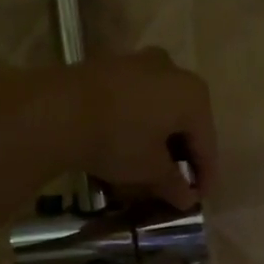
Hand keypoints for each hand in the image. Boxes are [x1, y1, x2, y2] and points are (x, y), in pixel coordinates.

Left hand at [54, 47, 215, 209]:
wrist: (56, 110)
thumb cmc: (118, 140)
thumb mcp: (151, 170)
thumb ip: (174, 184)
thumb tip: (187, 198)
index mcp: (193, 94)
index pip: (207, 143)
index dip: (204, 176)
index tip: (198, 200)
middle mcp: (172, 70)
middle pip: (185, 122)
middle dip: (182, 155)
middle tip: (177, 184)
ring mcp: (139, 63)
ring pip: (160, 109)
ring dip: (160, 139)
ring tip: (152, 167)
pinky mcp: (110, 66)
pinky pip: (137, 100)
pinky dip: (140, 124)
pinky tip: (130, 145)